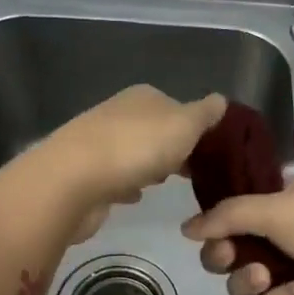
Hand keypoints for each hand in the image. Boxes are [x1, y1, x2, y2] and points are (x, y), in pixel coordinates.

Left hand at [31, 85, 227, 240]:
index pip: (176, 107)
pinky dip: (127, 185)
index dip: (194, 128)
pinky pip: (116, 177)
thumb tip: (221, 99)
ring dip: (149, 167)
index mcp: (143, 97)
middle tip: (192, 173)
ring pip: (135, 153)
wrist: (73, 180)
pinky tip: (135, 197)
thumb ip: (204, 114)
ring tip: (165, 185)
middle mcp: (119, 113)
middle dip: (172, 149)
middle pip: (155, 130)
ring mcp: (99, 143)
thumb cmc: (136, 147)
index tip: (210, 152)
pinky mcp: (86, 174)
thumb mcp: (184, 125)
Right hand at [181, 176, 293, 294]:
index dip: (217, 222)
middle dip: (224, 255)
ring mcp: (290, 278)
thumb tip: (186, 230)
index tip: (208, 228)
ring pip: (242, 286)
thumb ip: (227, 215)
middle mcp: (284, 240)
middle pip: (230, 253)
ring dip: (248, 281)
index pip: (235, 213)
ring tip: (265, 276)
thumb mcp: (278, 206)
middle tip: (229, 255)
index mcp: (284, 205)